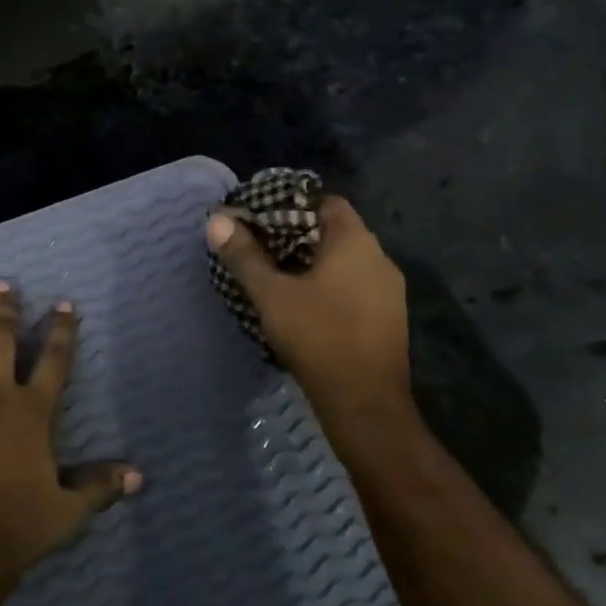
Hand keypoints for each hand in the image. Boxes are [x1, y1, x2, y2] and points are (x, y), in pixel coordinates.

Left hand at [0, 283, 141, 583]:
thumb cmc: (15, 525)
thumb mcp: (66, 510)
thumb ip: (98, 487)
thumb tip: (138, 477)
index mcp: (31, 411)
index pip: (54, 361)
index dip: (62, 331)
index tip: (64, 304)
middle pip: (0, 342)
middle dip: (3, 311)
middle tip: (1, 284)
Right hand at [205, 196, 412, 430]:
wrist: (365, 403)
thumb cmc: (318, 336)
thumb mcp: (271, 294)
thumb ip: (244, 255)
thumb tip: (216, 220)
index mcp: (355, 242)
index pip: (326, 202)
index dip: (293, 204)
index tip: (262, 217)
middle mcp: (379, 258)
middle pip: (336, 231)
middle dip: (297, 235)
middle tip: (260, 246)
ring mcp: (389, 290)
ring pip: (346, 262)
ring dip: (313, 264)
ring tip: (276, 276)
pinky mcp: (388, 319)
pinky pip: (355, 287)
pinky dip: (329, 286)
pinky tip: (304, 306)